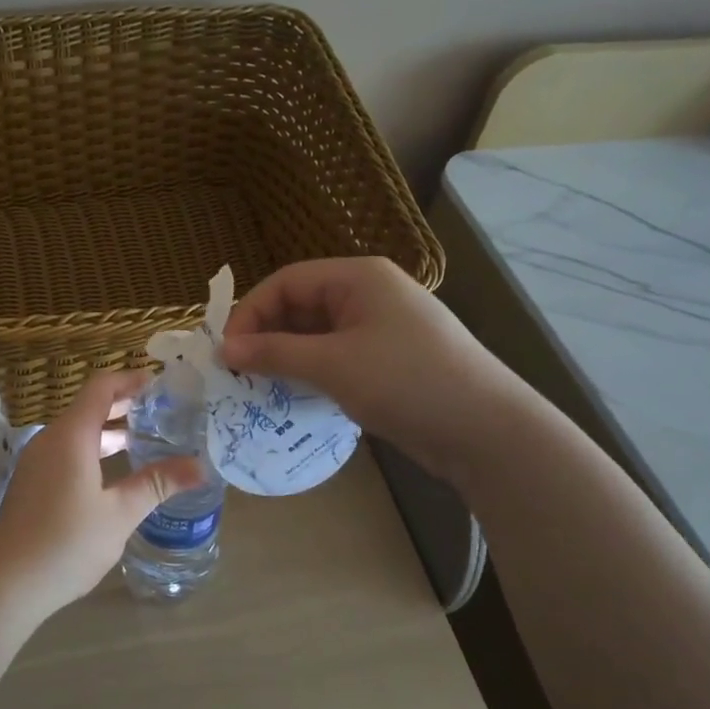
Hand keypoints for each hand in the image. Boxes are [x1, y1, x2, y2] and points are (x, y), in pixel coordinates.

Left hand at [0, 371, 203, 614]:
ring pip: (77, 432)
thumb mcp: (120, 513)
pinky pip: (67, 452)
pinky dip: (93, 450)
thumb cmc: (67, 543)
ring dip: (110, 431)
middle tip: (163, 412)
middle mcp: (50, 439)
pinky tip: (115, 473)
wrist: (7, 583)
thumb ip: (158, 484)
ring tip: (146, 440)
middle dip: (125, 405)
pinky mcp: (33, 483)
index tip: (161, 384)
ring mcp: (37, 462)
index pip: (101, 387)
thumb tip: (200, 467)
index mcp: (71, 436)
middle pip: (89, 407)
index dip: (131, 380)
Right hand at [220, 257, 520, 478]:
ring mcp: (380, 329)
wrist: (484, 430)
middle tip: (238, 374)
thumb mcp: (332, 364)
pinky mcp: (386, 361)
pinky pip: (334, 358)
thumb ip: (274, 353)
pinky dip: (310, 373)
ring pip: (315, 335)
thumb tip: (224, 350)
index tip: (227, 352)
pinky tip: (293, 397)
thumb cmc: (405, 381)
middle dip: (266, 337)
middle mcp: (368, 295)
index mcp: (358, 277)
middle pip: (300, 306)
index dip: (250, 312)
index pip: (286, 281)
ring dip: (285, 358)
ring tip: (259, 388)